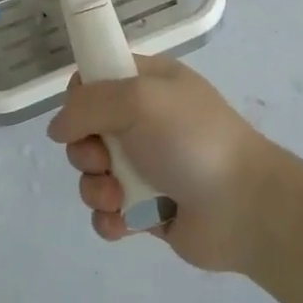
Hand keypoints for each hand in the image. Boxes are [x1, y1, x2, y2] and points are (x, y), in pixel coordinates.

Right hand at [47, 56, 286, 272]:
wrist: (245, 208)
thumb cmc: (191, 141)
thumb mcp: (138, 99)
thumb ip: (87, 104)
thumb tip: (58, 128)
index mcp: (148, 83)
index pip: (96, 77)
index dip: (80, 96)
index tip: (81, 114)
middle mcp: (145, 121)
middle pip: (86, 130)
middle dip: (85, 151)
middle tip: (104, 161)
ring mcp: (146, 166)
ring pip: (92, 174)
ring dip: (95, 189)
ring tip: (119, 199)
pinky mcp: (147, 208)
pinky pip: (108, 211)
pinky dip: (109, 219)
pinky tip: (124, 224)